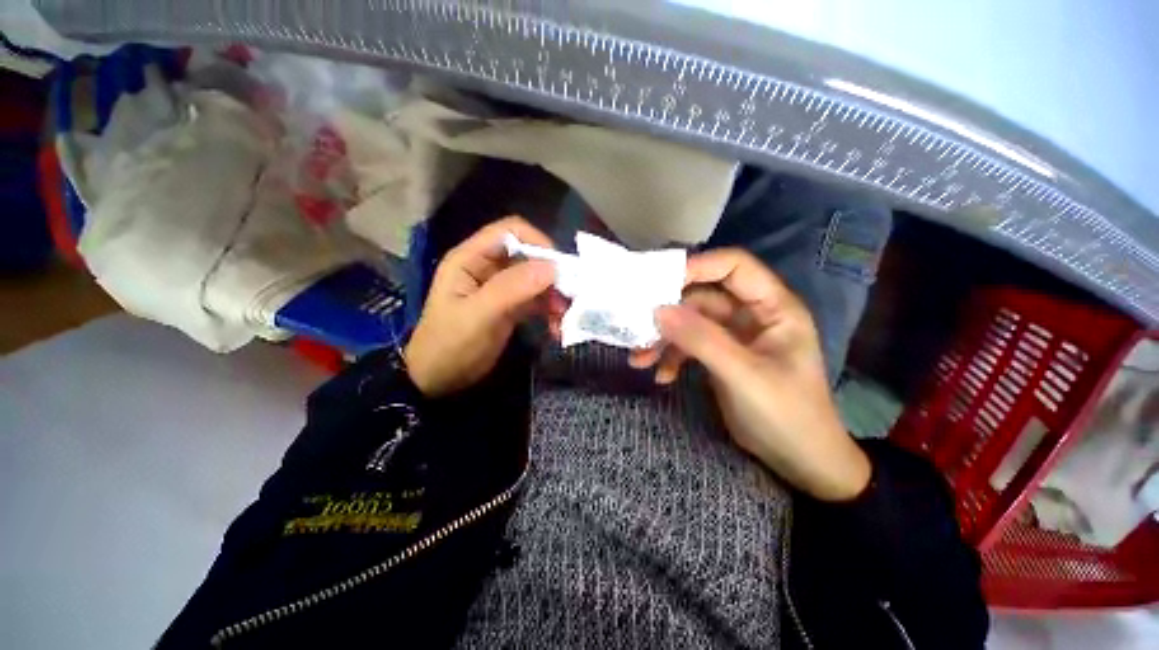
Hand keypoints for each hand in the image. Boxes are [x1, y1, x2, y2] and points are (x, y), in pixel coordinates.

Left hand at [404, 216, 555, 396]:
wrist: (438, 381)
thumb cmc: (450, 345)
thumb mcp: (479, 315)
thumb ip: (512, 288)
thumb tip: (552, 267)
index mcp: (471, 259)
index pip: (510, 231)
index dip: (537, 242)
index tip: (559, 268)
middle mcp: (488, 268)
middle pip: (528, 256)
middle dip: (551, 275)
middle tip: (569, 298)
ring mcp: (500, 288)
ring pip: (536, 279)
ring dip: (554, 296)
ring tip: (563, 318)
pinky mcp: (510, 307)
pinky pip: (536, 300)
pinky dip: (549, 311)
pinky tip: (556, 328)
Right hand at [631, 248, 870, 500]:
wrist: (799, 461)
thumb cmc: (786, 415)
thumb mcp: (742, 374)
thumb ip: (701, 339)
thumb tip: (658, 310)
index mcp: (773, 307)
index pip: (734, 267)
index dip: (698, 266)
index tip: (659, 282)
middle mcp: (752, 315)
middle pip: (703, 297)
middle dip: (670, 312)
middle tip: (638, 326)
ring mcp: (734, 336)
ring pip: (691, 323)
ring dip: (664, 339)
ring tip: (640, 359)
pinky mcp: (720, 356)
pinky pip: (690, 345)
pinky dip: (672, 358)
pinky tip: (661, 376)